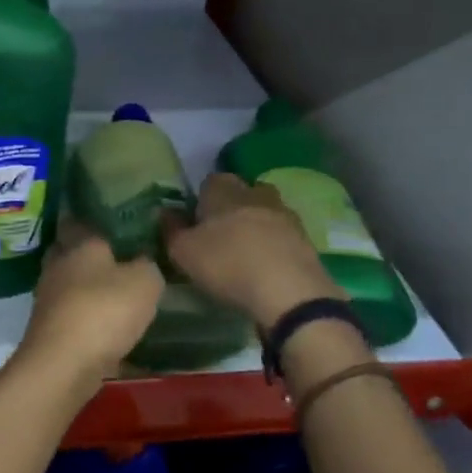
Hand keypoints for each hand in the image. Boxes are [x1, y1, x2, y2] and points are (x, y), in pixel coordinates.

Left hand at [17, 226, 163, 387]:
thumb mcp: (145, 281)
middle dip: (90, 256)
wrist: (64, 364)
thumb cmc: (105, 310)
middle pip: (71, 252)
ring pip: (70, 284)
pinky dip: (86, 318)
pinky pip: (71, 315)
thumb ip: (147, 264)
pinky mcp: (48, 328)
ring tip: (117, 296)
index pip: (79, 220)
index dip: (95, 221)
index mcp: (79, 244)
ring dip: (87, 289)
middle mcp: (58, 265)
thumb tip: (143, 259)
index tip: (114, 223)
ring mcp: (48, 298)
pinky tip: (108, 328)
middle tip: (119, 260)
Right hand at [164, 173, 335, 327]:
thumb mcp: (183, 252)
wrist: (289, 292)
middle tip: (221, 236)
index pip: (210, 181)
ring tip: (245, 253)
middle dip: (233, 208)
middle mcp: (256, 193)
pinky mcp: (306, 239)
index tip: (196, 222)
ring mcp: (285, 215)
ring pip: (266, 211)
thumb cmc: (227, 264)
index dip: (202, 199)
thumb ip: (171, 230)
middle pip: (242, 192)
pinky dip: (275, 246)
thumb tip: (165, 213)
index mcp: (224, 190)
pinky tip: (266, 268)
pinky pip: (284, 235)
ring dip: (257, 226)